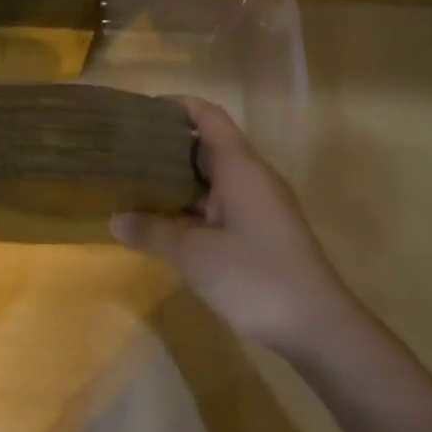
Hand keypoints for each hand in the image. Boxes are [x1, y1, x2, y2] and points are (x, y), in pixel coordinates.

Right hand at [110, 97, 362, 359]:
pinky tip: (162, 222)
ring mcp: (259, 206)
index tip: (140, 110)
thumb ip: (152, 232)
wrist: (316, 325)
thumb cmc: (255, 277)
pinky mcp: (260, 232)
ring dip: (177, 180)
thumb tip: (116, 219)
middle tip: (124, 152)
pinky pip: (219, 206)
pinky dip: (190, 207)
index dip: (177, 106)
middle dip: (167, 146)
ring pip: (212, 180)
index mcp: (240, 168)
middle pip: (208, 147)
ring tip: (133, 184)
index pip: (208, 118)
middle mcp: (251, 179)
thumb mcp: (194, 255)